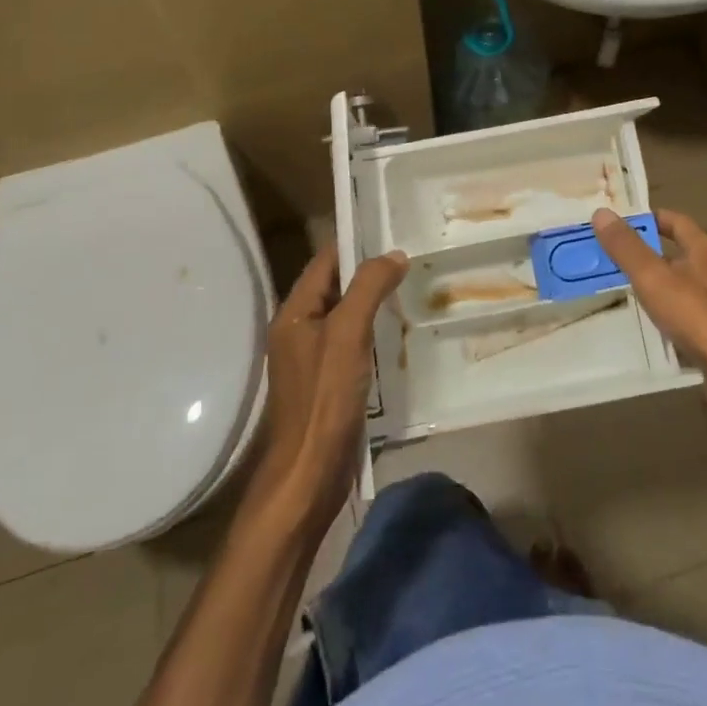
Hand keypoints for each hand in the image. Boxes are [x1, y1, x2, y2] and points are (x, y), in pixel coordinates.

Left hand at [247, 244, 408, 530]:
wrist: (308, 474)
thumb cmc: (324, 398)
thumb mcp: (348, 334)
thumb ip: (368, 288)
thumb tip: (394, 254)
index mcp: (294, 312)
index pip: (326, 261)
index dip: (356, 243)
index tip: (393, 231)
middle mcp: (299, 329)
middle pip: (336, 286)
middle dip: (369, 271)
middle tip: (411, 259)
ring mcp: (312, 358)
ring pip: (346, 315)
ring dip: (373, 301)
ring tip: (412, 288)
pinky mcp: (327, 382)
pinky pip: (352, 342)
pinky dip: (373, 331)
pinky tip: (398, 333)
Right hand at [592, 208, 706, 413]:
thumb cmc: (698, 316)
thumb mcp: (654, 278)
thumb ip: (626, 247)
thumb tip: (601, 212)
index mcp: (706, 248)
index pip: (675, 220)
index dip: (648, 218)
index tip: (619, 223)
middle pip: (679, 252)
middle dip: (648, 253)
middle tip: (612, 257)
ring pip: (683, 284)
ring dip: (658, 285)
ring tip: (624, 290)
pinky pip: (689, 312)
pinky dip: (669, 312)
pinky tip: (650, 324)